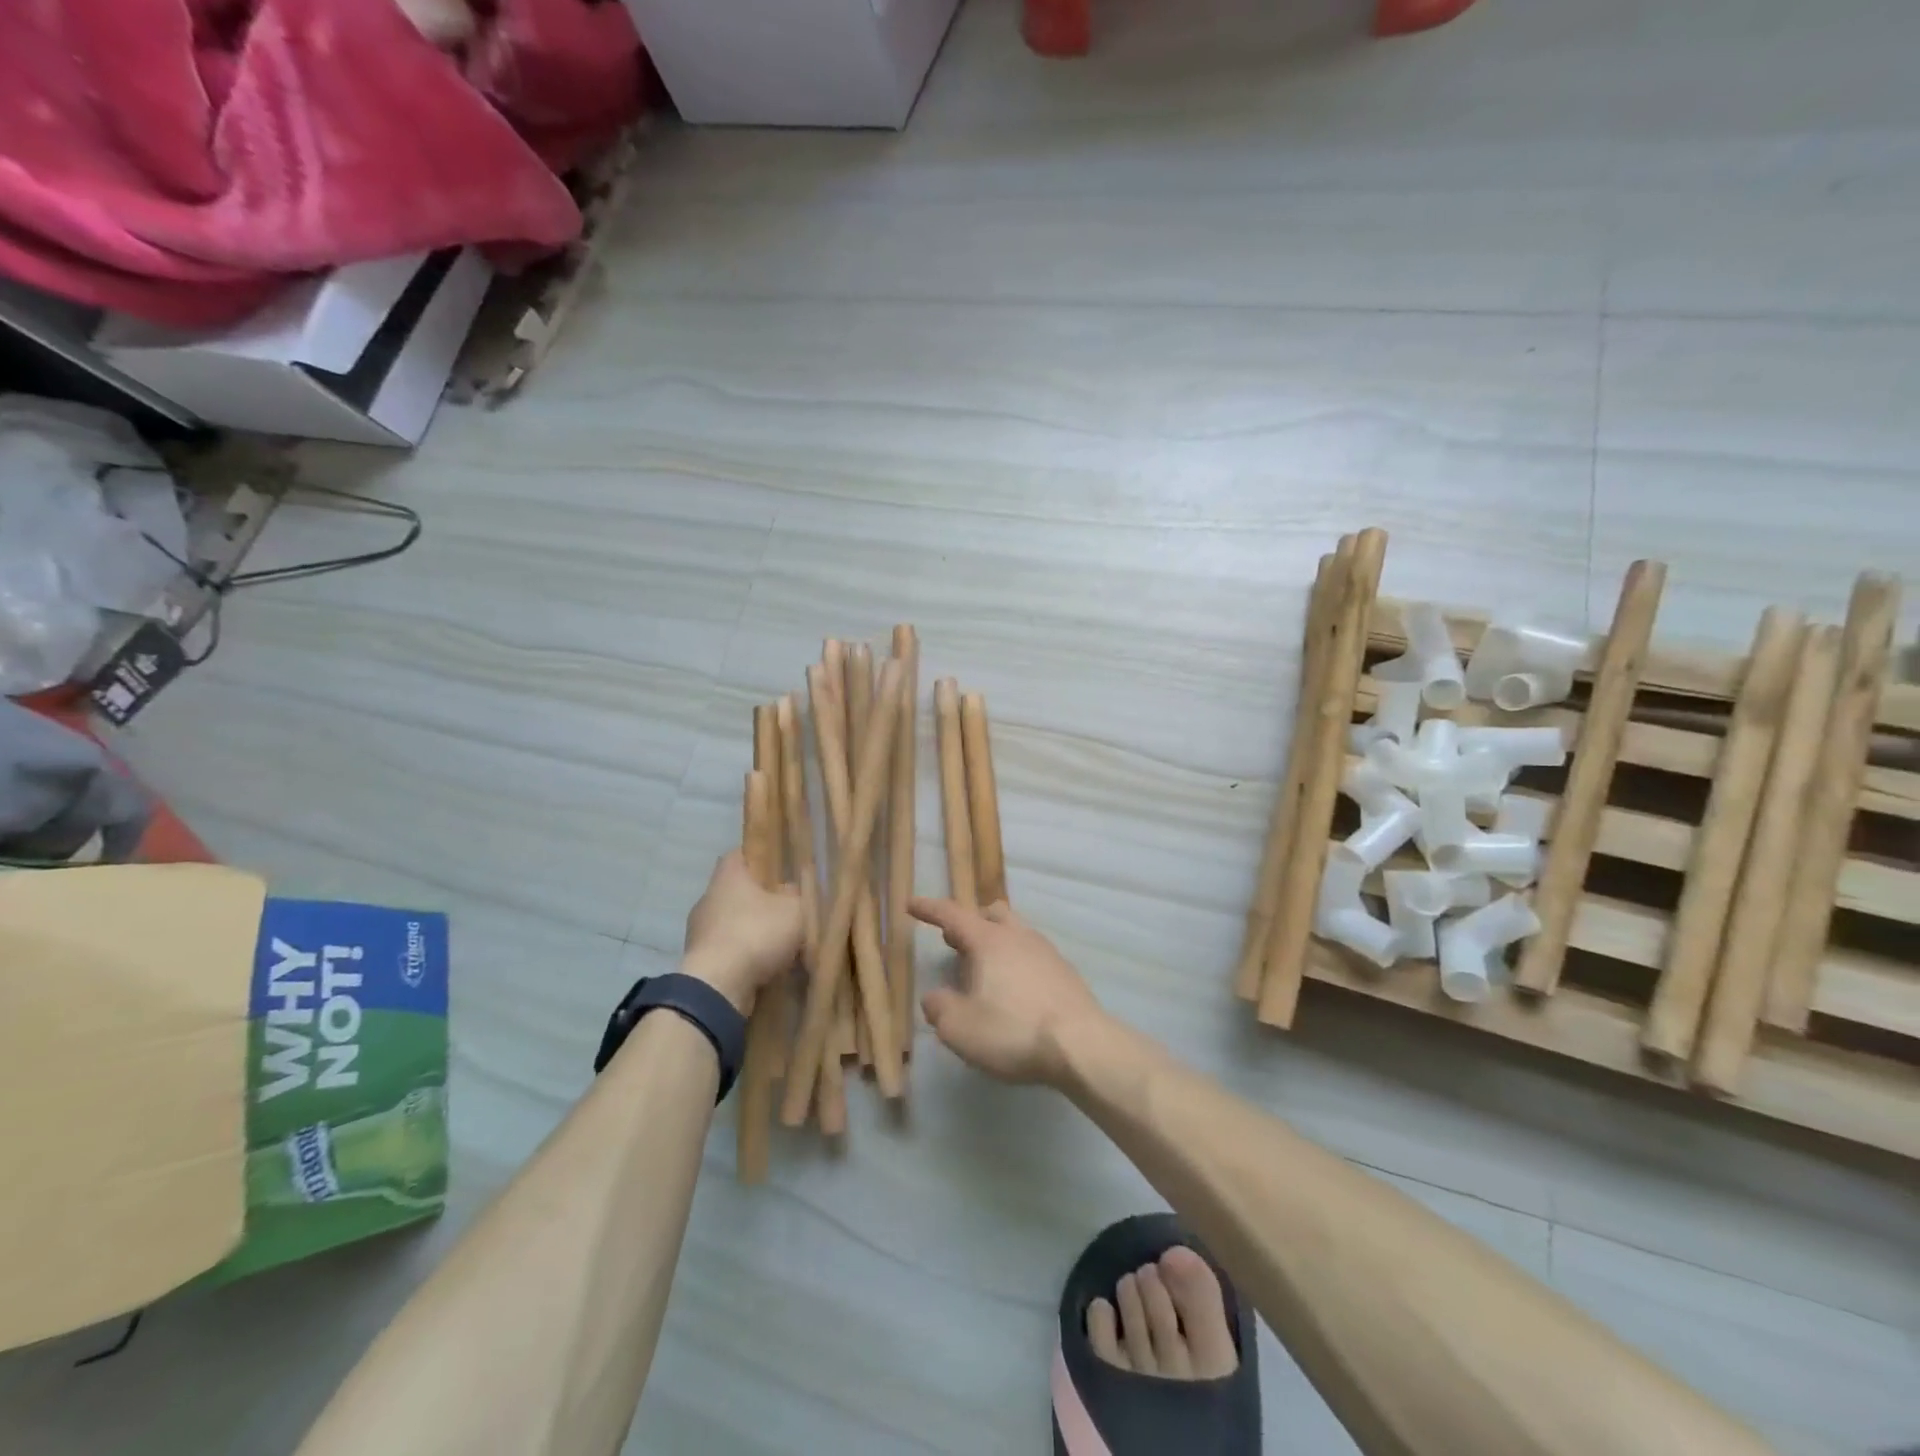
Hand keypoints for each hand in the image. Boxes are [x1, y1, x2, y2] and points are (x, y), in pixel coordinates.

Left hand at [682, 850, 803, 1013]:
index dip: (759, 857)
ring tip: (777, 943)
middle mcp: (707, 897)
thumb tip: (789, 891)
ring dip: (750, 930)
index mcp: (728, 876)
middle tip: (784, 908)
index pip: (740, 854)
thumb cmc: (757, 933)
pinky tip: (763, 966)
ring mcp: (698, 930)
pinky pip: (726, 950)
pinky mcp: (698, 960)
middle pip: (735, 890)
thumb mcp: (794, 909)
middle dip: (758, 899)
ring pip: (730, 922)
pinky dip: (742, 955)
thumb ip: (796, 895)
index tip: (779, 868)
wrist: (719, 986)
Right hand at [909, 898, 1107, 1086]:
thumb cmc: (1013, 1031)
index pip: (952, 914)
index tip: (911, 904)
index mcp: (988, 941)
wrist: (1082, 1046)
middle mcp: (1018, 937)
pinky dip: (1017, 963)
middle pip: (991, 913)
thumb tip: (935, 998)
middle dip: (970, 922)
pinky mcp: (1066, 974)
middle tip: (954, 943)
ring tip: (984, 972)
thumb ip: (939, 1008)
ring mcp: (1047, 953)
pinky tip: (1014, 992)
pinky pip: (1033, 956)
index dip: (929, 908)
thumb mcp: (960, 1028)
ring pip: (1016, 932)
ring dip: (995, 943)